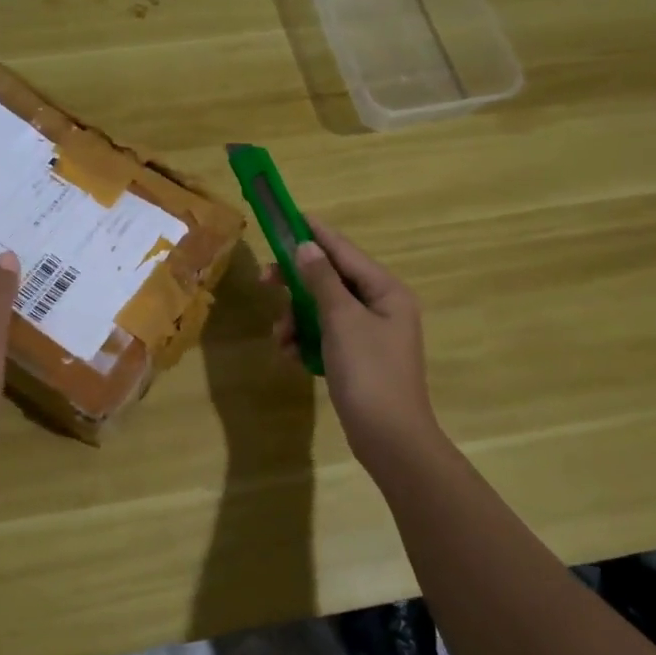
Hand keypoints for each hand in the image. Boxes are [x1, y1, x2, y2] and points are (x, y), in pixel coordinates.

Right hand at [267, 217, 442, 469]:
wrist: (390, 438)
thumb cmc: (369, 372)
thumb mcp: (341, 320)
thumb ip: (321, 280)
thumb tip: (306, 246)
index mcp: (386, 291)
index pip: (345, 251)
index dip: (315, 234)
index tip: (288, 216)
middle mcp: (381, 306)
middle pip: (331, 280)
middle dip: (297, 284)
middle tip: (265, 281)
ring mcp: (370, 333)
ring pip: (323, 310)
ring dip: (297, 319)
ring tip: (280, 338)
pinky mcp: (358, 358)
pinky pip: (326, 335)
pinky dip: (306, 340)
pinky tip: (290, 355)